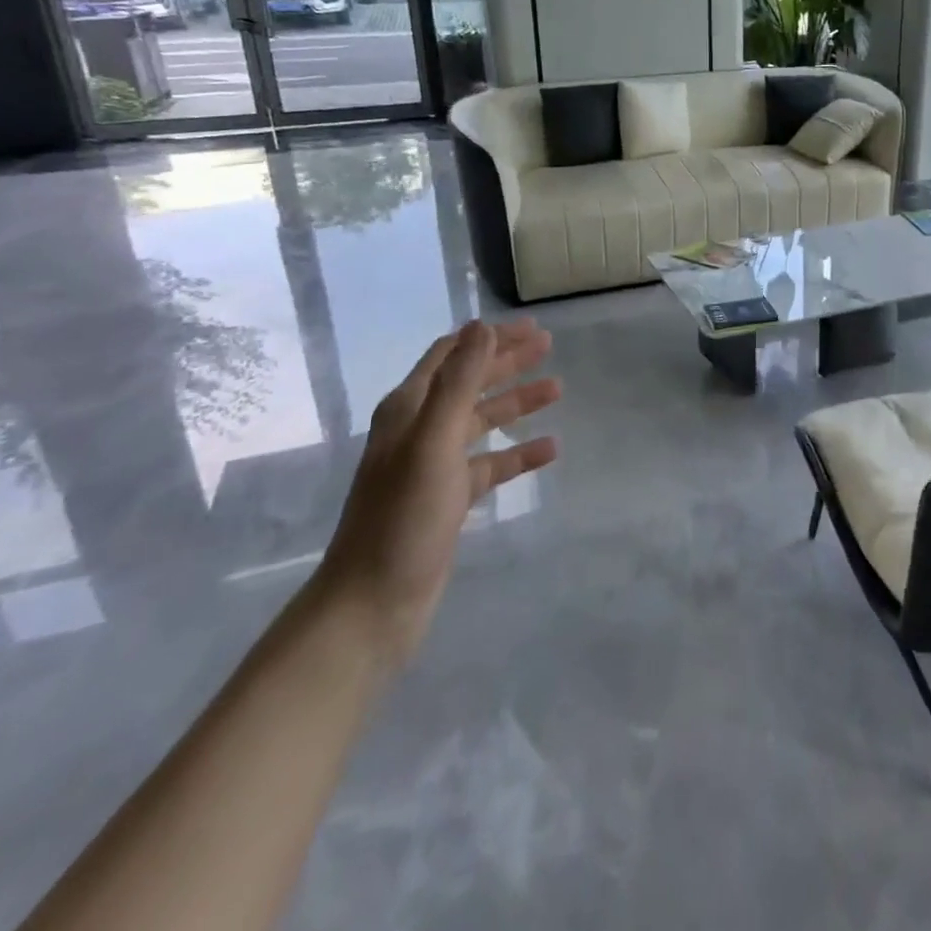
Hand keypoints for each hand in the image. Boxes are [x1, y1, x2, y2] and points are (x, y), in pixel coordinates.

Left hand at [316, 320, 560, 664]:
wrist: (372, 604)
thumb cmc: (402, 517)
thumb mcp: (434, 442)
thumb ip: (459, 382)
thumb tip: (480, 326)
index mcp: (409, 409)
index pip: (452, 355)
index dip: (487, 337)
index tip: (529, 326)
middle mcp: (420, 430)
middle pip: (470, 383)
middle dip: (508, 362)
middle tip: (549, 346)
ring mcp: (434, 466)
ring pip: (483, 421)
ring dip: (518, 403)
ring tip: (558, 389)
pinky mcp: (449, 498)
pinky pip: (491, 464)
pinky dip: (519, 453)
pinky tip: (550, 448)